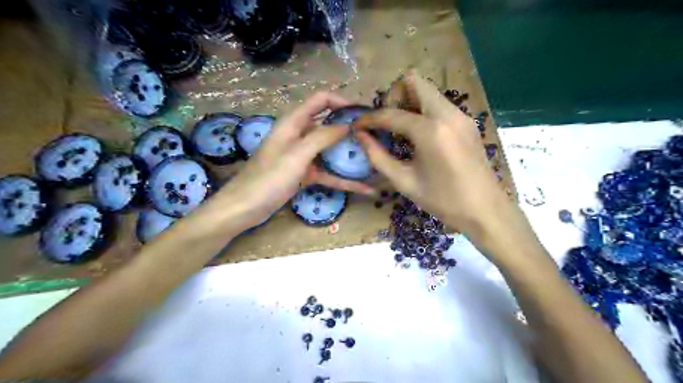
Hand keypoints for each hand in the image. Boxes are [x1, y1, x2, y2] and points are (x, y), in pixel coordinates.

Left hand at [212, 92, 372, 231]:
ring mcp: (303, 156)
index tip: (364, 112)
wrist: (246, 207)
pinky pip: (328, 173)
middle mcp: (300, 135)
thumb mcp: (297, 155)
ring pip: (331, 150)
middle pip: (329, 124)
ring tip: (373, 159)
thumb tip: (347, 125)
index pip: (321, 100)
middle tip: (374, 136)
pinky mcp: (305, 174)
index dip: (342, 101)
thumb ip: (322, 137)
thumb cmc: (268, 178)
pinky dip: (343, 179)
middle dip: (350, 128)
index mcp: (294, 122)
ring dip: (349, 154)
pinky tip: (363, 188)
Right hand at [355, 70, 529, 252]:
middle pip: (413, 81)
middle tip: (386, 124)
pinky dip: (422, 111)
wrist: (486, 211)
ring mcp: (460, 115)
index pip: (391, 114)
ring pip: (427, 90)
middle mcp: (447, 113)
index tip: (357, 126)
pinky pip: (438, 104)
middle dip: (393, 98)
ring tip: (400, 130)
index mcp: (431, 131)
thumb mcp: (404, 181)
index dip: (369, 119)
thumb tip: (360, 136)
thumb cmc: (443, 201)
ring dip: (408, 103)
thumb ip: (377, 156)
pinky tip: (418, 136)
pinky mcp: (466, 122)